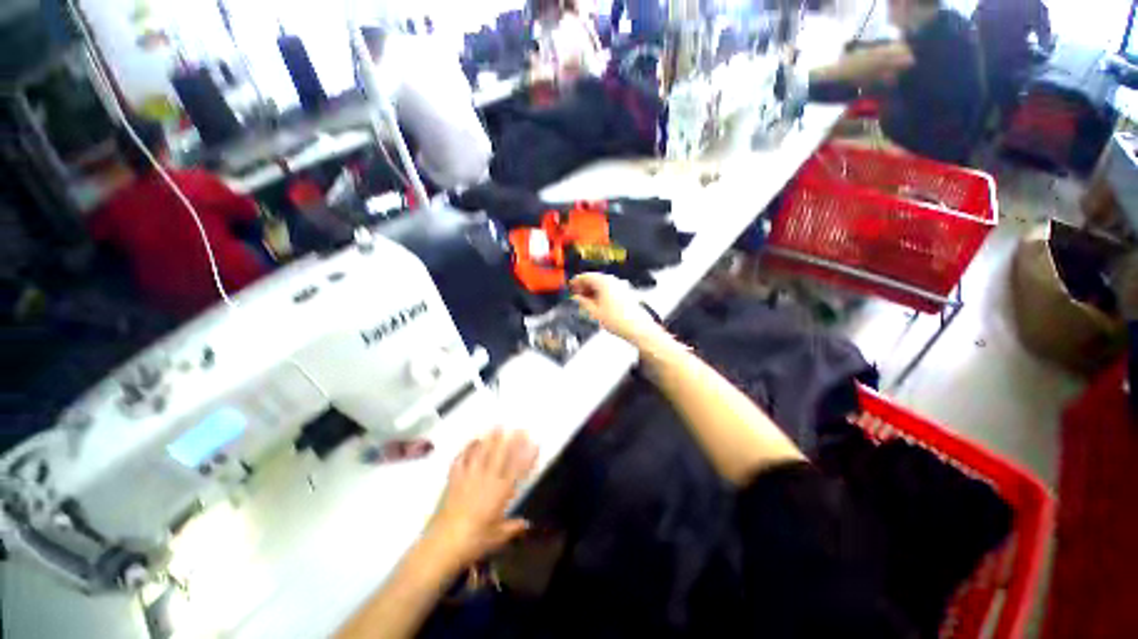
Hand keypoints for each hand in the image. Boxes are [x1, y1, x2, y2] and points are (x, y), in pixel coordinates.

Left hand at [423, 430, 537, 570]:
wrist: (443, 544)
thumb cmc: (474, 542)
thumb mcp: (497, 538)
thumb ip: (513, 528)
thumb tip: (527, 524)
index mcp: (500, 492)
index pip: (517, 468)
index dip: (527, 455)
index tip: (534, 442)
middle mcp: (487, 480)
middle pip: (501, 455)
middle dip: (511, 440)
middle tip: (519, 427)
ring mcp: (469, 477)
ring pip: (482, 453)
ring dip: (491, 438)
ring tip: (497, 425)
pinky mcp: (454, 480)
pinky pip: (461, 460)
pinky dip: (467, 449)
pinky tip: (472, 441)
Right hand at [570, 273, 666, 348]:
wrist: (637, 328)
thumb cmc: (619, 321)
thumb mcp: (595, 312)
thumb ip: (583, 302)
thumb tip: (577, 297)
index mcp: (604, 282)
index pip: (586, 276)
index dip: (576, 281)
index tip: (571, 286)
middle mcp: (613, 281)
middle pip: (594, 279)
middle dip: (584, 286)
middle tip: (576, 294)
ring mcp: (620, 286)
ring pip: (602, 284)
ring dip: (592, 290)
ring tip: (585, 300)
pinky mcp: (625, 292)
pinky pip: (609, 289)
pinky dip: (601, 293)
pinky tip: (597, 303)